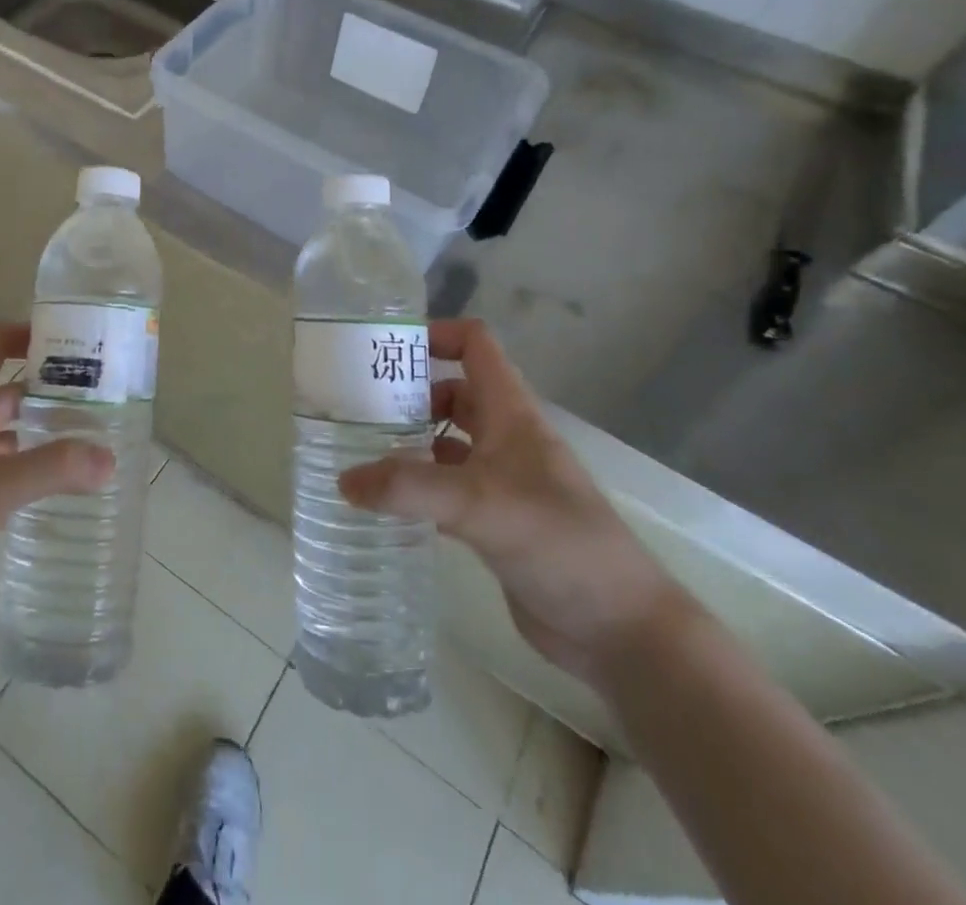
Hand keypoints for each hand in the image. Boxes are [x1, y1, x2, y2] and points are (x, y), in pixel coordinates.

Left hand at [0, 321, 114, 642]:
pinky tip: (52, 488)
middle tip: (95, 397)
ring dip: (34, 434)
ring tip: (84, 441)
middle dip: (44, 390)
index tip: (73, 341)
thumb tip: (109, 459)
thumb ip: (53, 468)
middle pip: (1, 390)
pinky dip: (18, 472)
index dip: (28, 335)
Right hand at [339, 318, 685, 685]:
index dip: (436, 335)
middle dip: (410, 393)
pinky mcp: (497, 522)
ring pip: (449, 442)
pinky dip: (419, 488)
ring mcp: (504, 481)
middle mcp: (508, 439)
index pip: (475, 346)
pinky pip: (448, 489)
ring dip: (411, 441)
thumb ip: (409, 488)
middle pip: (455, 392)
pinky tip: (388, 503)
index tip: (387, 351)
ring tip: (363, 451)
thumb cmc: (559, 544)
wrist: (621, 630)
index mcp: (512, 414)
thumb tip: (344, 481)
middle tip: (358, 406)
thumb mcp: (480, 505)